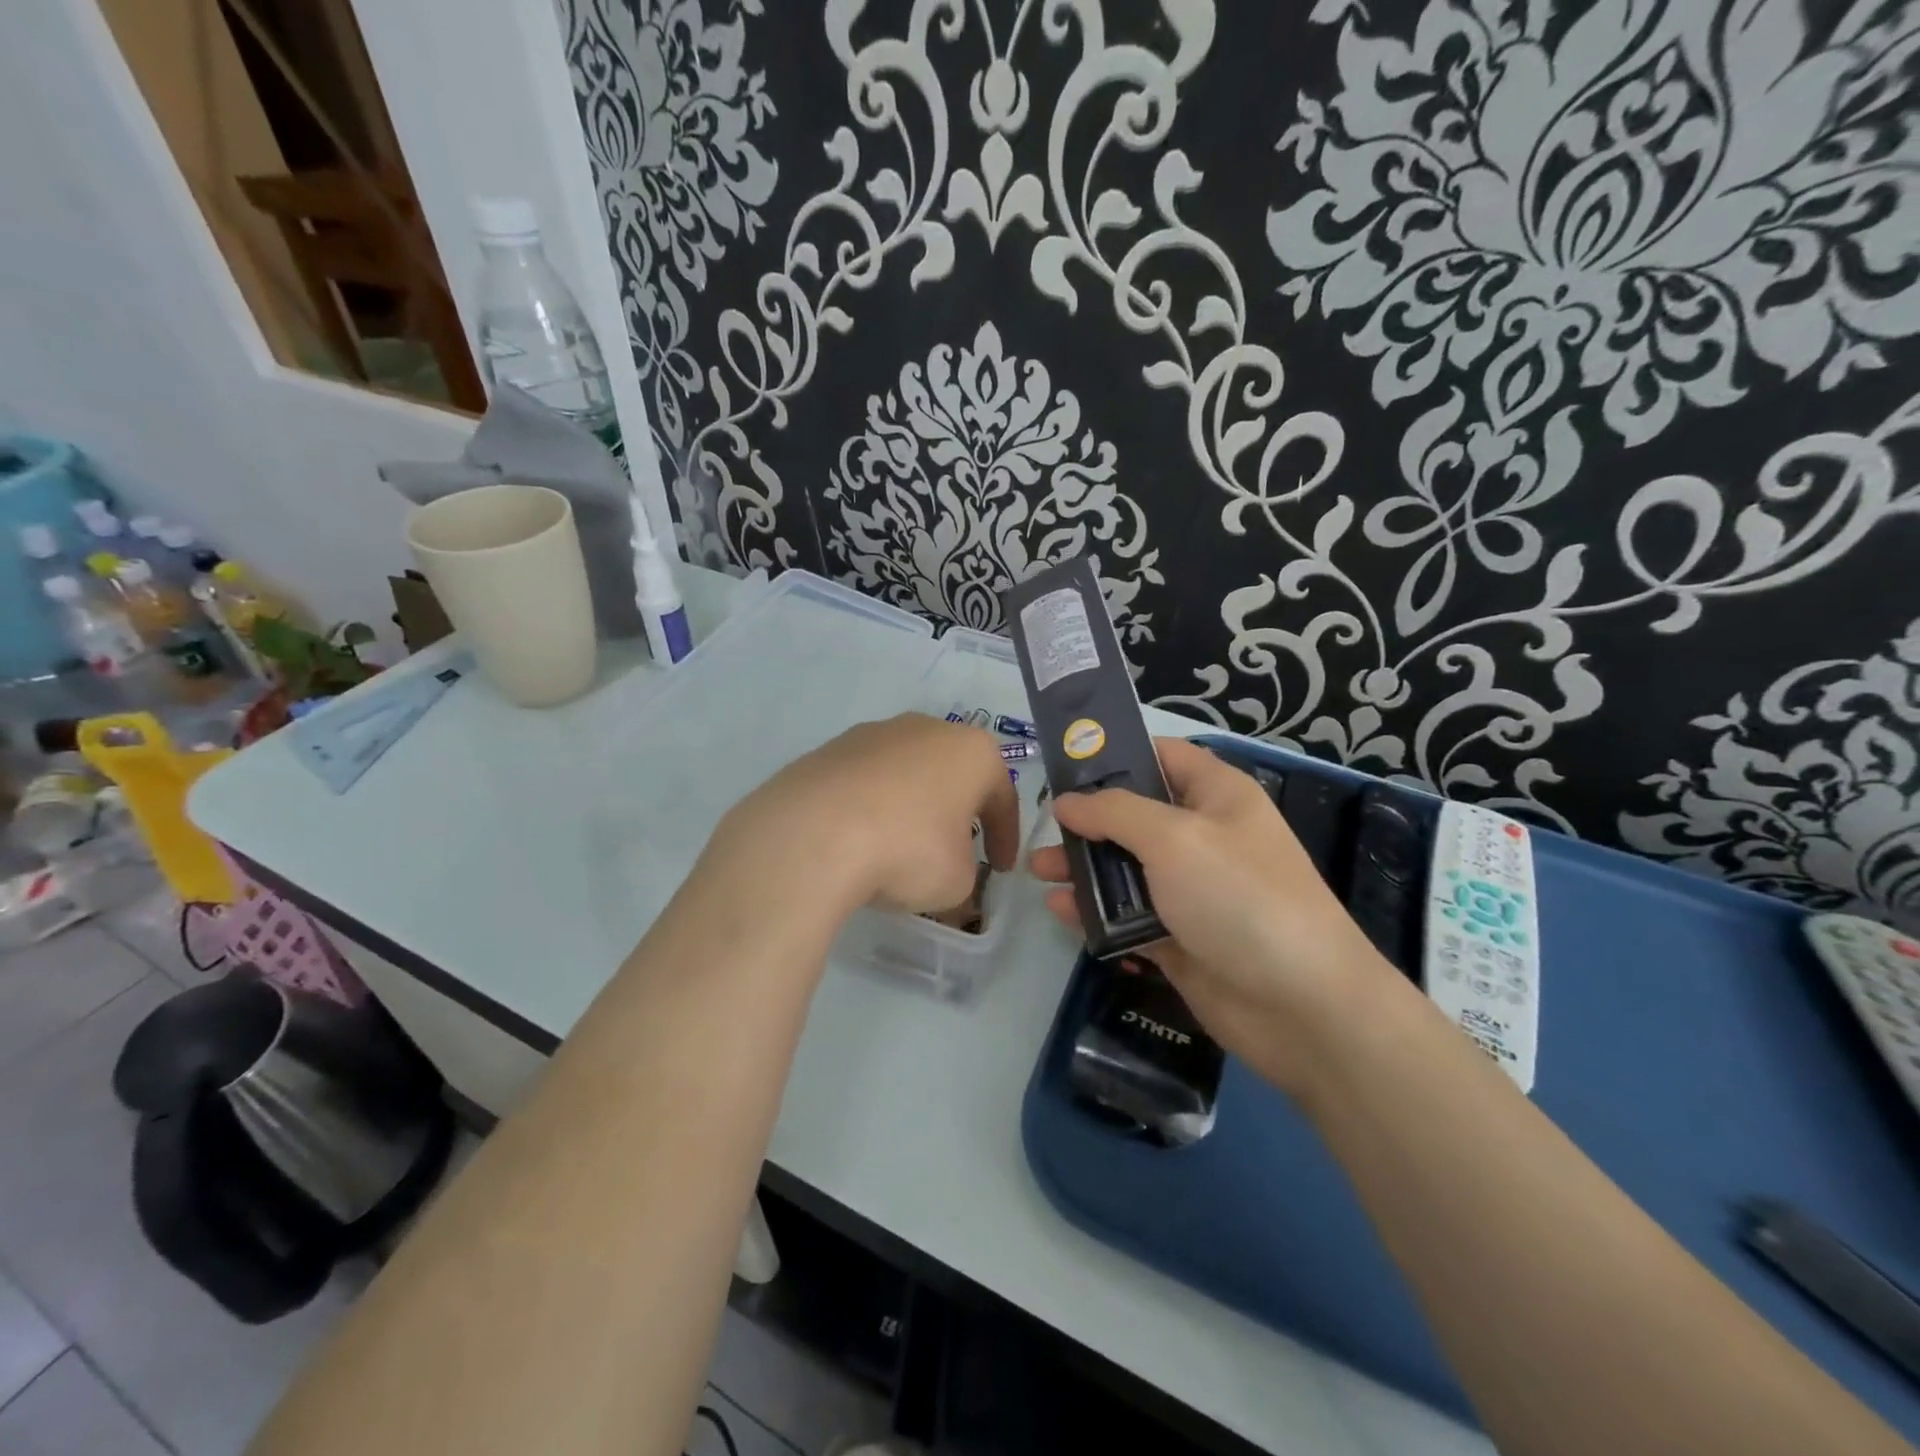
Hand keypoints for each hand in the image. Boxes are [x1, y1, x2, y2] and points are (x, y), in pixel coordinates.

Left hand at [710, 713, 1019, 921]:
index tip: (1000, 870)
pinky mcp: (830, 749)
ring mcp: (874, 733)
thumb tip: (948, 875)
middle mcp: (927, 729)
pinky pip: (866, 782)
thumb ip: (966, 874)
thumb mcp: (958, 881)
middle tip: (956, 851)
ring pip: (907, 774)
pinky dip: (872, 808)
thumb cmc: (908, 850)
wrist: (813, 834)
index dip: (1005, 838)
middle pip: (953, 776)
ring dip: (912, 808)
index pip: (1003, 797)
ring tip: (901, 848)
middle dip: (958, 814)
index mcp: (972, 751)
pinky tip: (860, 841)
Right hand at [1030, 738, 1400, 1093]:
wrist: (1301, 1005)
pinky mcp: (1178, 936)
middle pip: (1134, 814)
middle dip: (1086, 819)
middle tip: (1042, 827)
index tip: (1064, 765)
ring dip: (1083, 867)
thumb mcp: (1174, 838)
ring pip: (1126, 867)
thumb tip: (1068, 802)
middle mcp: (1203, 836)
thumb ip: (1114, 812)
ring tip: (1038, 871)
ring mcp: (1191, 889)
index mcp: (1215, 795)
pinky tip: (1061, 911)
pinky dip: (1096, 911)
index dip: (1114, 755)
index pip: (1160, 757)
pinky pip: (1128, 914)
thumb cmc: (1239, 897)